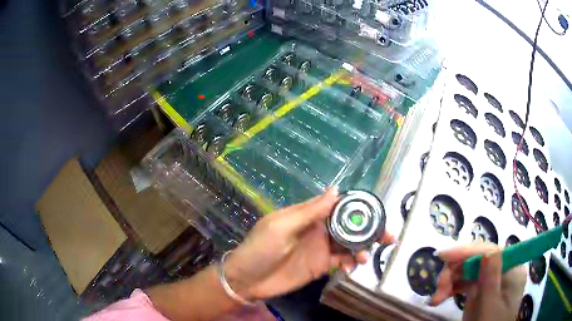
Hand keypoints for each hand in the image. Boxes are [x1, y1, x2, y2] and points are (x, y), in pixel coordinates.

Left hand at [224, 188, 392, 300]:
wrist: (247, 280)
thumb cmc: (260, 249)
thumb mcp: (281, 227)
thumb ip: (310, 211)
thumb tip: (337, 189)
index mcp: (309, 215)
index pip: (338, 206)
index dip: (358, 207)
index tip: (377, 212)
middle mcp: (319, 229)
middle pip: (349, 225)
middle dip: (369, 229)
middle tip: (387, 236)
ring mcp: (321, 248)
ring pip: (349, 243)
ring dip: (362, 248)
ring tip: (365, 257)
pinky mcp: (321, 266)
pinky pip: (342, 261)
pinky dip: (351, 262)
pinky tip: (351, 268)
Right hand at [428, 243, 526, 320]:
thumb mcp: (489, 305)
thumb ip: (491, 279)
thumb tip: (488, 251)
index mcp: (512, 270)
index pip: (491, 252)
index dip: (468, 251)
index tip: (443, 256)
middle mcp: (502, 270)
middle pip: (477, 260)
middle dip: (455, 271)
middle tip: (438, 287)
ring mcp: (491, 280)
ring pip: (468, 270)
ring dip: (450, 281)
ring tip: (436, 299)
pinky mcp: (480, 289)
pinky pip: (465, 281)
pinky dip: (451, 288)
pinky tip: (440, 298)